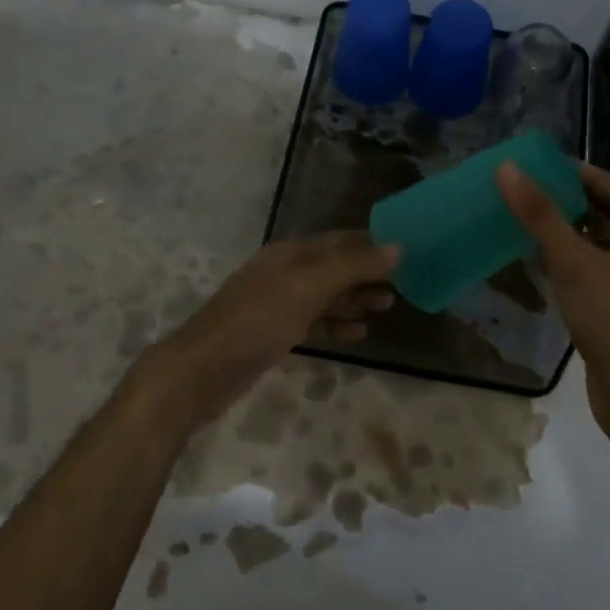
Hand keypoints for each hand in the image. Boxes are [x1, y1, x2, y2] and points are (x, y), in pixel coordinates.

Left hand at [125, 232, 399, 439]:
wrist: (202, 370)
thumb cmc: (257, 321)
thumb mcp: (308, 288)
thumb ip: (352, 267)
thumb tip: (398, 247)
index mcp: (291, 253)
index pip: (341, 240)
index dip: (373, 243)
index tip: (407, 250)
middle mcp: (286, 272)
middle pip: (335, 266)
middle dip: (368, 273)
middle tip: (404, 284)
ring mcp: (279, 303)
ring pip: (327, 295)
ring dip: (356, 299)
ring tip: (388, 306)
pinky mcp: (275, 333)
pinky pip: (315, 322)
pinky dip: (337, 324)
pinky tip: (359, 334)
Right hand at [496, 159, 609, 460]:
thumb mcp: (575, 262)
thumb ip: (541, 215)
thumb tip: (509, 169)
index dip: (584, 175)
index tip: (546, 166)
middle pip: (608, 218)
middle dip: (570, 203)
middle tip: (527, 191)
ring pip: (598, 250)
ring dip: (566, 236)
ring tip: (524, 221)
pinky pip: (592, 278)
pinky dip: (567, 267)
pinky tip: (536, 266)